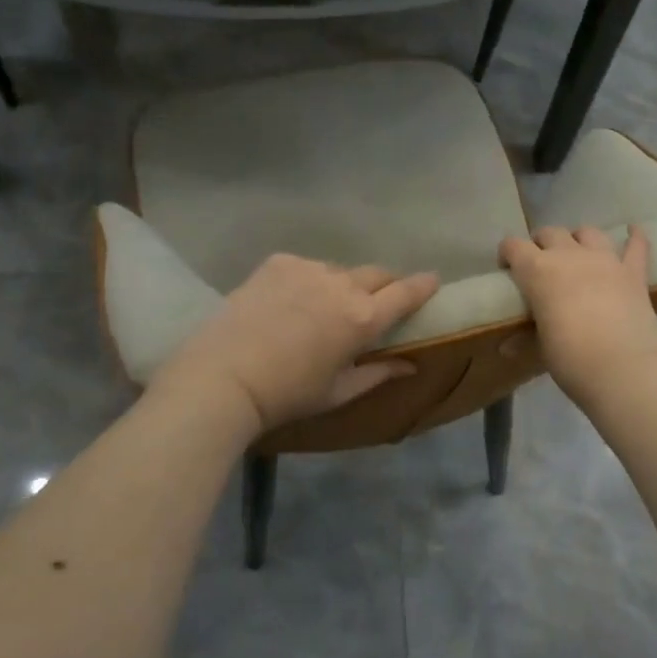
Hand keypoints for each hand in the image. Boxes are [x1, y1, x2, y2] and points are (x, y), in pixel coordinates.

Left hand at [152, 254, 440, 439]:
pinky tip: (288, 302)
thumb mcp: (339, 392)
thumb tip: (411, 364)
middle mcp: (342, 285)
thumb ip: (379, 373)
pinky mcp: (279, 262)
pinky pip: (306, 266)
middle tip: (372, 305)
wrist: (223, 377)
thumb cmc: (288, 394)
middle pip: (377, 274)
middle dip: (383, 286)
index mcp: (363, 318)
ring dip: (341, 285)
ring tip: (320, 308)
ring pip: (339, 270)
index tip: (433, 280)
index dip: (424, 285)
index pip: (406, 292)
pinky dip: (307, 280)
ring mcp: (309, 268)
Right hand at [499, 226, 656, 403]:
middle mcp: (569, 255)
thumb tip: (507, 347)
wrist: (624, 369)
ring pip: (587, 232)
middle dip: (541, 244)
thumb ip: (526, 337)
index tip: (507, 269)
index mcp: (538, 271)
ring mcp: (605, 260)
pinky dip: (634, 237)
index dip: (507, 253)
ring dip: (578, 239)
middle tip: (540, 265)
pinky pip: (636, 246)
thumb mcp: (541, 347)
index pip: (513, 246)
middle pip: (550, 233)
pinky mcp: (634, 273)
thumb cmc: (571, 359)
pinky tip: (634, 231)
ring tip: (577, 253)